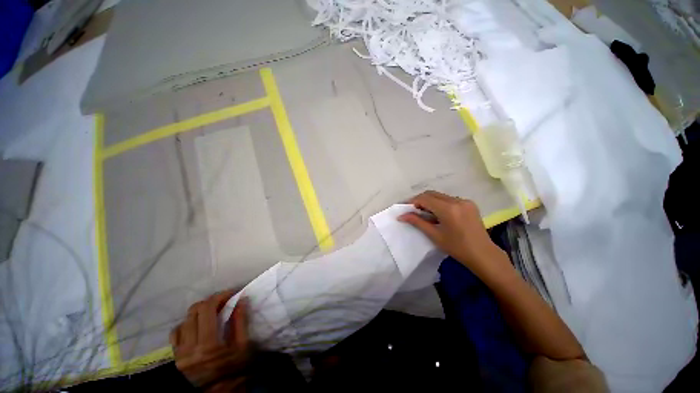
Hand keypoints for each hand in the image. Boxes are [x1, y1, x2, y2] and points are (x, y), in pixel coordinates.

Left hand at [170, 290, 249, 392]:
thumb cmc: (235, 374)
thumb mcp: (243, 348)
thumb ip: (240, 323)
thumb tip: (241, 300)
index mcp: (208, 346)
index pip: (207, 310)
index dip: (219, 296)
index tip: (231, 293)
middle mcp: (189, 349)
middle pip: (193, 312)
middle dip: (210, 302)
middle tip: (223, 302)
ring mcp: (179, 355)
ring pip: (183, 321)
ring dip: (198, 313)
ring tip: (211, 313)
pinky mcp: (175, 360)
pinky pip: (175, 335)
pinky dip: (186, 325)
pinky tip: (196, 327)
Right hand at [398, 191, 508, 277]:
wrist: (483, 254)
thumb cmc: (457, 247)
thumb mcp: (434, 235)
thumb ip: (417, 222)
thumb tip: (401, 216)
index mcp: (448, 209)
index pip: (425, 198)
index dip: (413, 201)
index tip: (405, 208)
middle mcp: (457, 200)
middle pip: (432, 194)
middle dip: (420, 200)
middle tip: (412, 210)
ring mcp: (465, 201)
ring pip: (440, 196)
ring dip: (430, 201)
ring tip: (424, 213)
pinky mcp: (469, 204)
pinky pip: (449, 199)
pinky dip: (440, 203)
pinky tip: (438, 214)